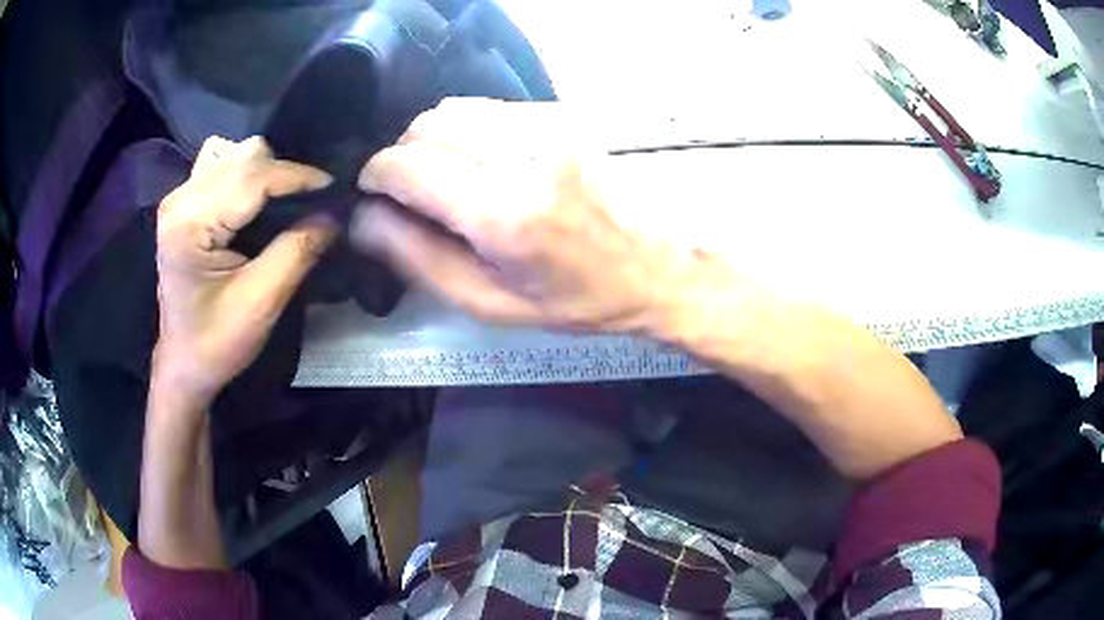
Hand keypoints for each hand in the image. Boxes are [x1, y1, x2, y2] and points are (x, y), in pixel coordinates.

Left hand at [154, 136, 334, 404]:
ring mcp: (180, 197)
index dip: (299, 177)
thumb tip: (336, 213)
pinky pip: (224, 167)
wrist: (184, 364)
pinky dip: (250, 177)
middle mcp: (181, 198)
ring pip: (236, 156)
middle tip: (313, 203)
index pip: (253, 177)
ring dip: (268, 173)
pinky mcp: (185, 204)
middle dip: (285, 175)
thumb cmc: (216, 342)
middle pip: (245, 157)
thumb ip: (297, 251)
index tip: (337, 187)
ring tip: (289, 202)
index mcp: (190, 221)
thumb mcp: (261, 302)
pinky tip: (260, 201)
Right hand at [351, 98, 702, 332]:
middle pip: (425, 125)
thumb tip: (363, 218)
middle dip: (403, 156)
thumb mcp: (489, 302)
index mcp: (504, 214)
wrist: (660, 264)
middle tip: (413, 193)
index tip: (374, 195)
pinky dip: (470, 131)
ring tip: (449, 178)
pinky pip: (490, 109)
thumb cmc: (576, 299)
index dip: (375, 176)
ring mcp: (550, 125)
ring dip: (434, 140)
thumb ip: (415, 258)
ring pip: (454, 109)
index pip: (407, 165)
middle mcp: (525, 155)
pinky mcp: (564, 115)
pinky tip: (486, 163)